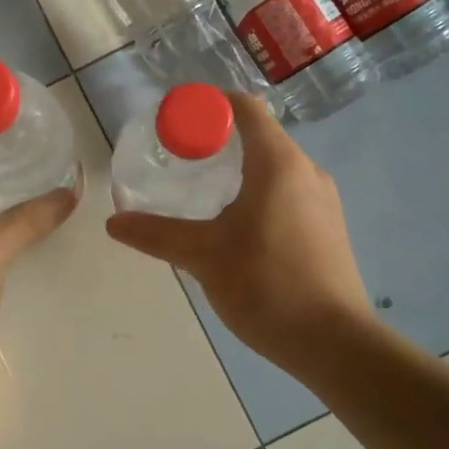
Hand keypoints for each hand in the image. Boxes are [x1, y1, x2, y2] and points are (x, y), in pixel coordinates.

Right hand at [105, 93, 373, 369]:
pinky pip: (288, 190)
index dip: (209, 104)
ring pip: (275, 165)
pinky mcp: (328, 226)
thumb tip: (114, 222)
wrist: (334, 344)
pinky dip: (259, 190)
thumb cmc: (266, 285)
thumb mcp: (203, 256)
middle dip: (218, 138)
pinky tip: (236, 224)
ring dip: (239, 167)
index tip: (176, 121)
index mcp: (278, 163)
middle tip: (180, 157)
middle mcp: (306, 171)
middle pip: (260, 135)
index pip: (245, 108)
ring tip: (202, 190)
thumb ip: (157, 234)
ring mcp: (323, 200)